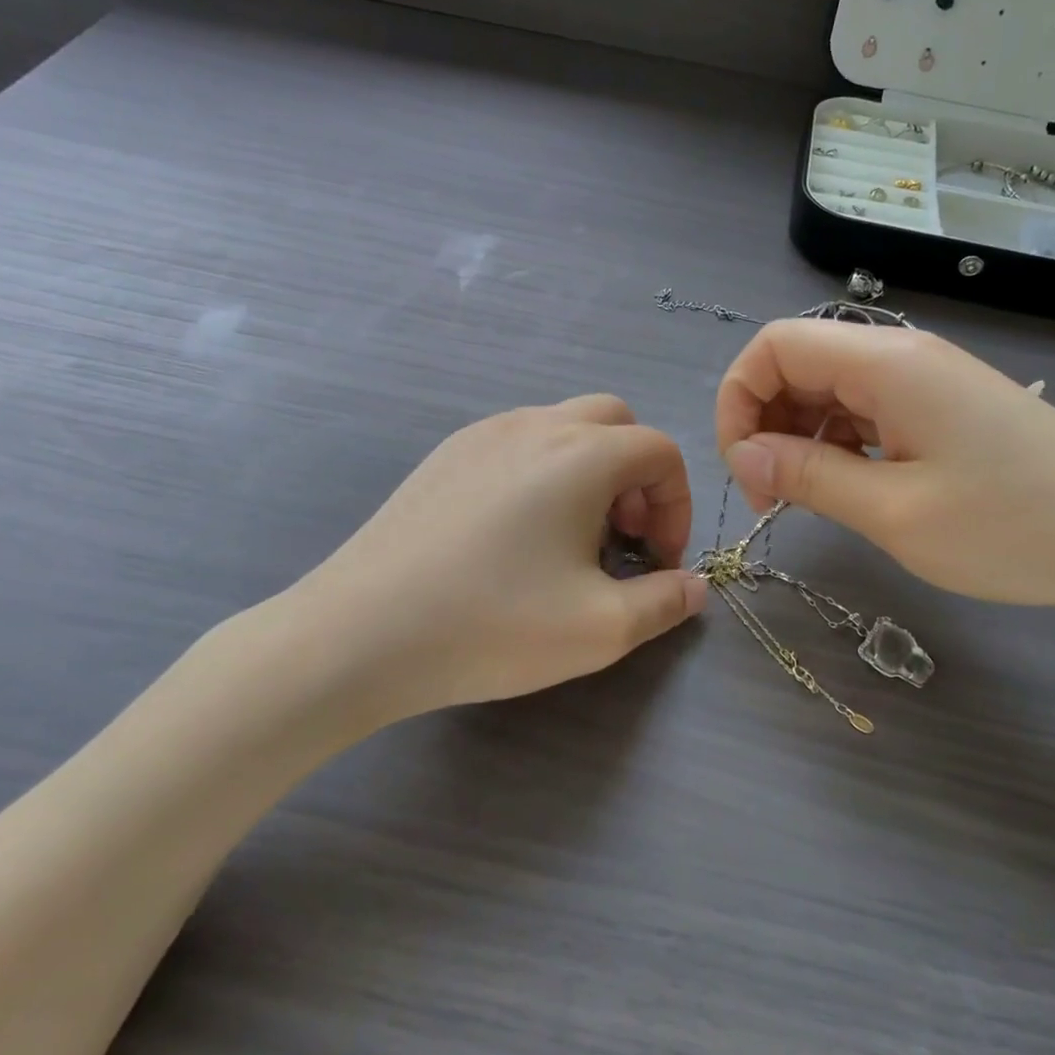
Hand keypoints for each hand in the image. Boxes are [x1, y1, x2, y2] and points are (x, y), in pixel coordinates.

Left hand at [265, 395, 707, 728]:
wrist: (360, 632)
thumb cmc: (493, 625)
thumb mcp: (601, 629)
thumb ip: (666, 602)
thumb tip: (694, 586)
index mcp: (581, 454)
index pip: (660, 451)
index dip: (676, 505)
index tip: (657, 560)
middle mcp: (535, 426)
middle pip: (614, 422)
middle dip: (636, 476)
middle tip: (620, 538)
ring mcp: (482, 434)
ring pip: (562, 428)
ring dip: (589, 472)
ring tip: (570, 540)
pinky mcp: (444, 456)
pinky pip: (516, 444)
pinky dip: (542, 473)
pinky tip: (515, 535)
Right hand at [715, 321, 1054, 622]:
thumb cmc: (1014, 528)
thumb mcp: (896, 513)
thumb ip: (809, 475)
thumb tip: (744, 454)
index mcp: (887, 362)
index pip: (774, 345)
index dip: (739, 400)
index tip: (745, 470)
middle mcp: (902, 355)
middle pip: (798, 363)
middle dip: (764, 422)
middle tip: (770, 496)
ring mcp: (926, 380)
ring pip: (829, 388)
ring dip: (799, 436)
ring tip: (805, 499)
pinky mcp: (943, 408)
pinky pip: (866, 410)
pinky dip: (837, 443)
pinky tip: (848, 487)